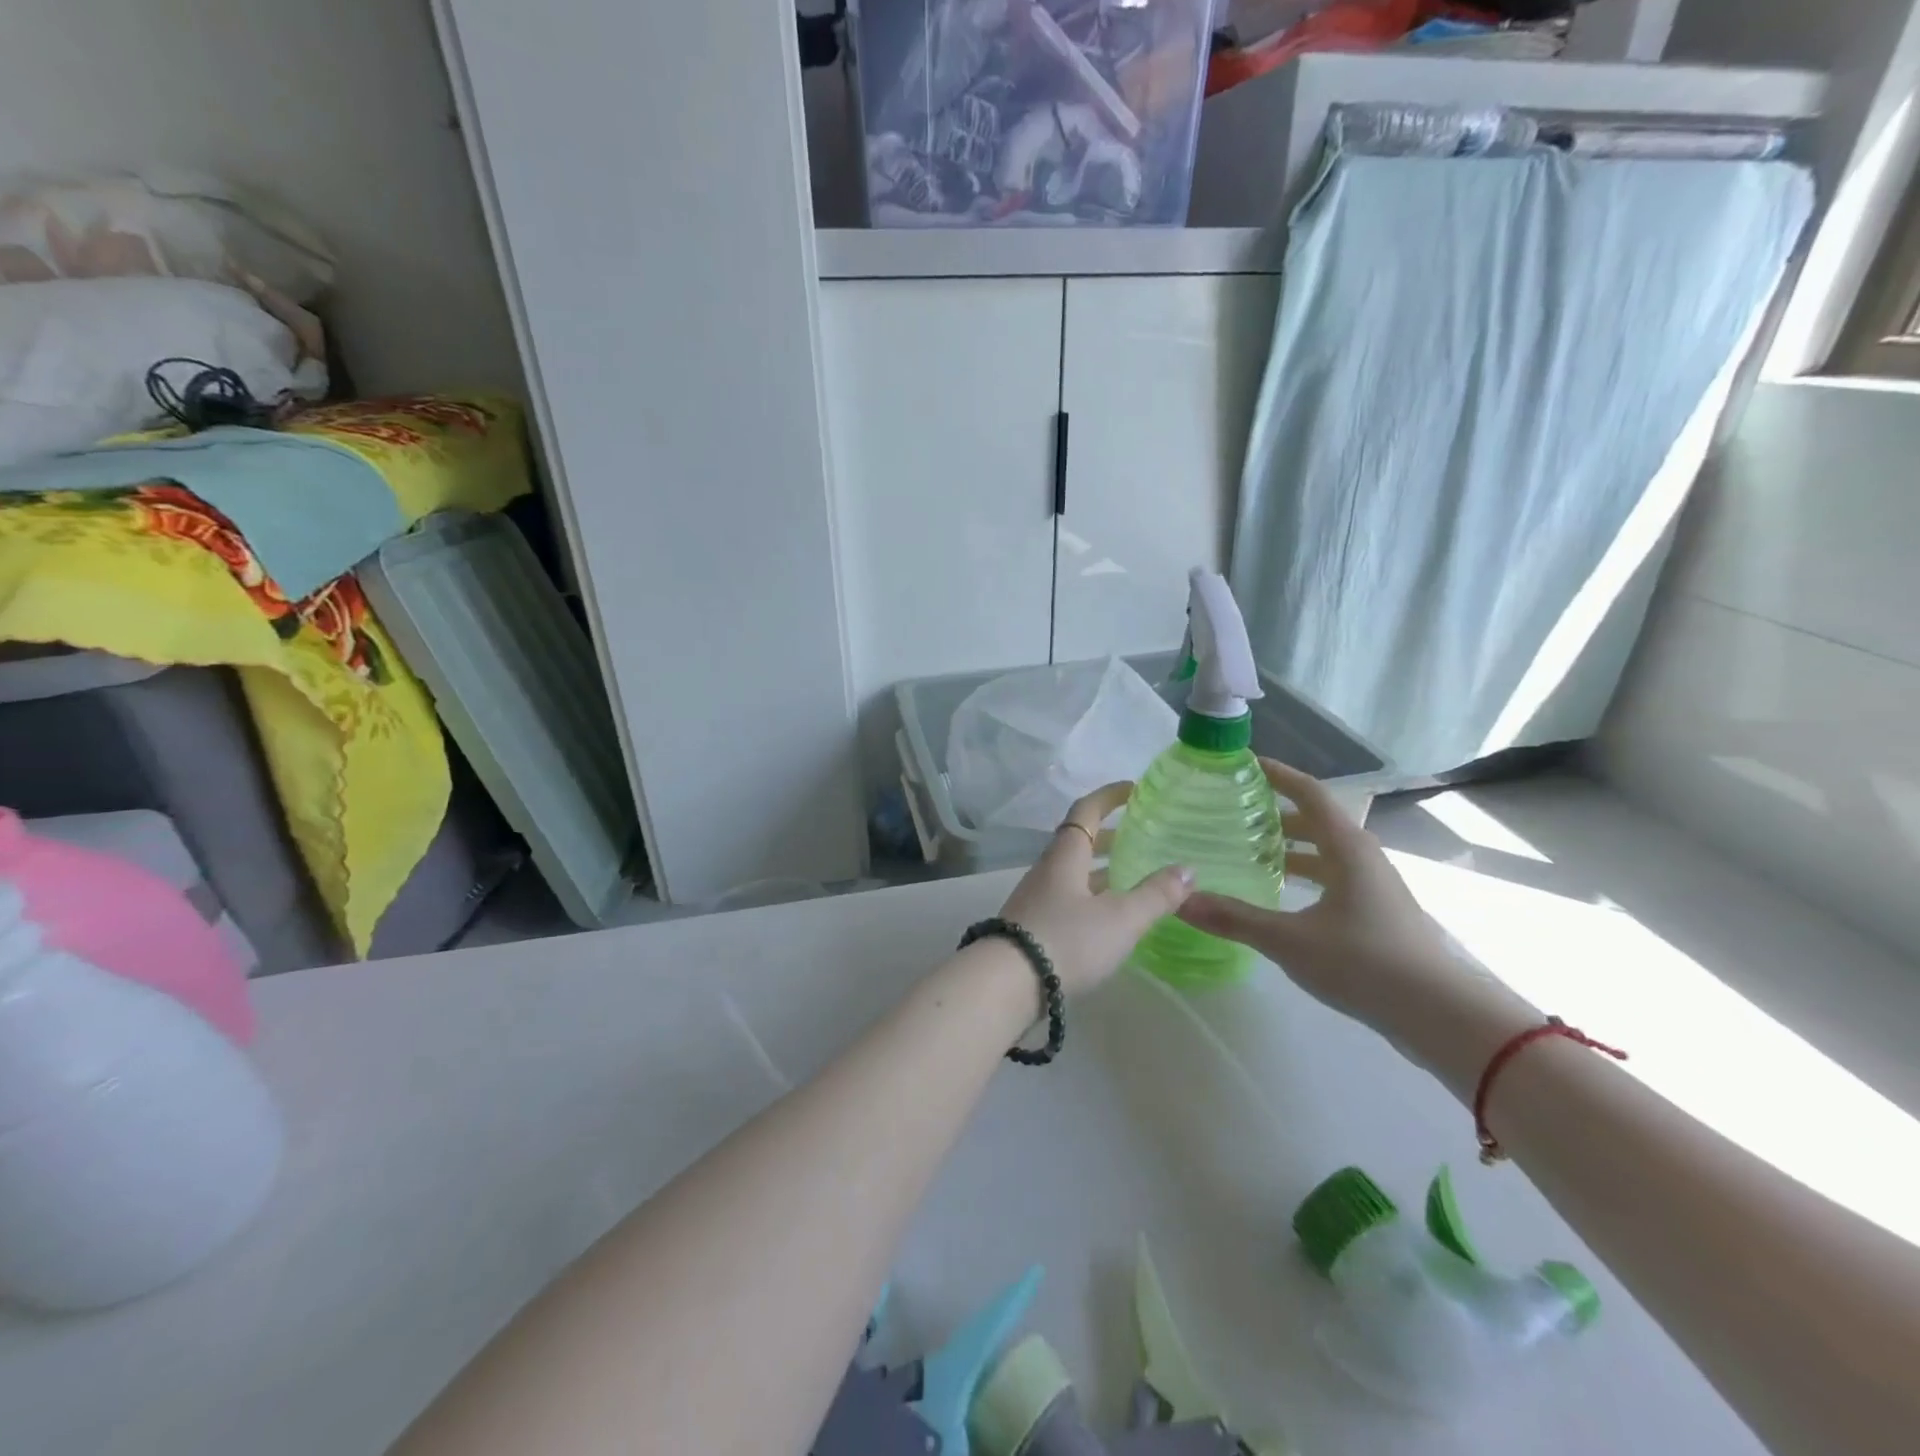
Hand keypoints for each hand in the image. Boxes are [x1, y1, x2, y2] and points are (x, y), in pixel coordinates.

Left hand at [997, 782, 1194, 996]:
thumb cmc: (1067, 940)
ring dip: (1100, 869)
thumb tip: (1188, 868)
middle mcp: (1047, 870)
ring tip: (1131, 878)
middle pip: (1078, 842)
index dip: (1109, 796)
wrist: (1006, 984)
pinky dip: (1091, 896)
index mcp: (1066, 856)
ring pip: (1073, 872)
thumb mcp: (1121, 919)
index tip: (1133, 789)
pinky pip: (1067, 898)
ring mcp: (1036, 899)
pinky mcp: (1032, 927)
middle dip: (1109, 837)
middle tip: (1140, 838)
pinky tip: (1107, 917)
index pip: (1086, 811)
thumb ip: (1156, 895)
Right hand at [1176, 759, 1462, 1028]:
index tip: (1243, 764)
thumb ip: (1233, 918)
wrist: (1440, 1015)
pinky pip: (1332, 876)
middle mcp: (1362, 856)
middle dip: (1274, 815)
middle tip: (1231, 815)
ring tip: (1247, 853)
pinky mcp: (1377, 911)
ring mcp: (1374, 884)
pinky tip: (1280, 896)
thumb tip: (1180, 901)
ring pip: (1324, 851)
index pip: (1308, 792)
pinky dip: (1303, 874)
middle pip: (1314, 820)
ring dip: (1289, 848)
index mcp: (1346, 847)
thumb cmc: (1364, 963)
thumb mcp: (1289, 940)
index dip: (1276, 774)